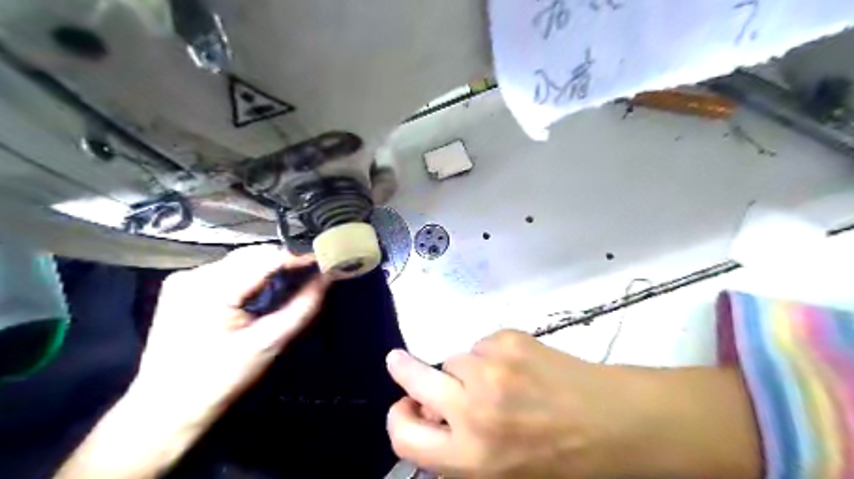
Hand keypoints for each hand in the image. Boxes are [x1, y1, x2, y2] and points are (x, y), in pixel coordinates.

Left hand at [53, 246, 326, 478]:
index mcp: (213, 288)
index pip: (268, 256)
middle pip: (254, 254)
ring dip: (268, 269)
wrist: (165, 410)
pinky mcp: (181, 287)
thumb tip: (328, 278)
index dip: (301, 256)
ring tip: (290, 283)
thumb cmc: (220, 380)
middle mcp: (195, 275)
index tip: (327, 262)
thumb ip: (303, 307)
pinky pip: (227, 271)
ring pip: (241, 260)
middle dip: (286, 262)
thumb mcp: (269, 343)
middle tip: (313, 275)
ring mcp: (184, 279)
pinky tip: (260, 293)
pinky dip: (249, 277)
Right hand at [387, 330, 759, 477]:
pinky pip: (481, 344)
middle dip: (402, 369)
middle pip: (414, 376)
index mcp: (471, 456)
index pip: (404, 436)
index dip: (399, 419)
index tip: (404, 406)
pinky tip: (518, 368)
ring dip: (465, 369)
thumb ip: (458, 450)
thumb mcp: (501, 474)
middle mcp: (474, 409)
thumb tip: (430, 416)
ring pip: (455, 358)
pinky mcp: (509, 340)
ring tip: (499, 382)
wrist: (613, 422)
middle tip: (398, 363)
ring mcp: (492, 367)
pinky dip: (489, 355)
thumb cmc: (559, 459)